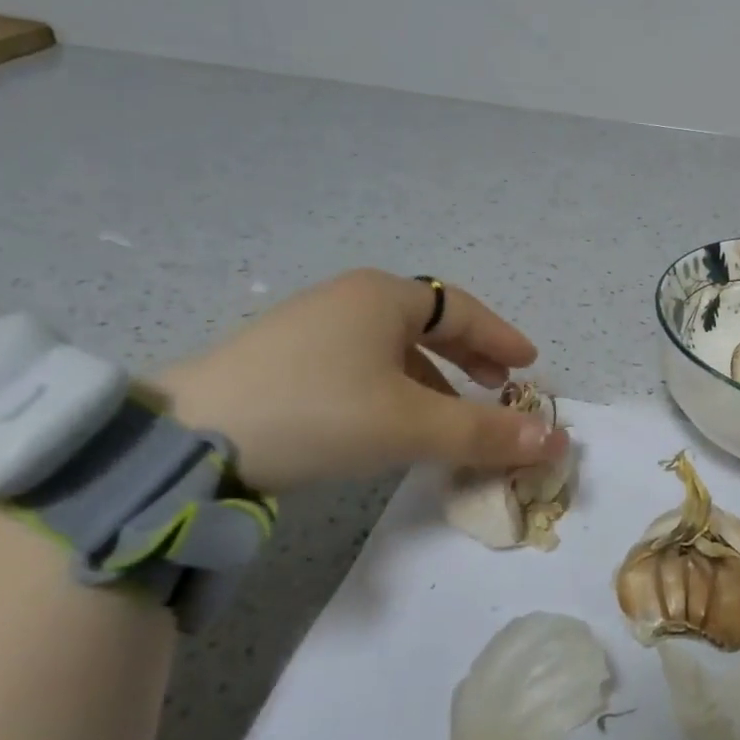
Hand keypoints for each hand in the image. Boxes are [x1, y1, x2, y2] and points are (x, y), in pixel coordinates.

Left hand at [153, 269, 568, 492]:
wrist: (188, 439)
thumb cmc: (319, 413)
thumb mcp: (412, 425)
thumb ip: (484, 432)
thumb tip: (551, 441)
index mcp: (384, 297)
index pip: (462, 310)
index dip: (500, 337)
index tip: (528, 365)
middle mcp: (349, 300)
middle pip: (428, 324)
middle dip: (469, 355)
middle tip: (499, 384)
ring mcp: (311, 327)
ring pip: (393, 348)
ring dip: (433, 377)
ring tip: (451, 414)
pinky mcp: (284, 360)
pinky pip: (361, 364)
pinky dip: (394, 387)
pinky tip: (392, 421)